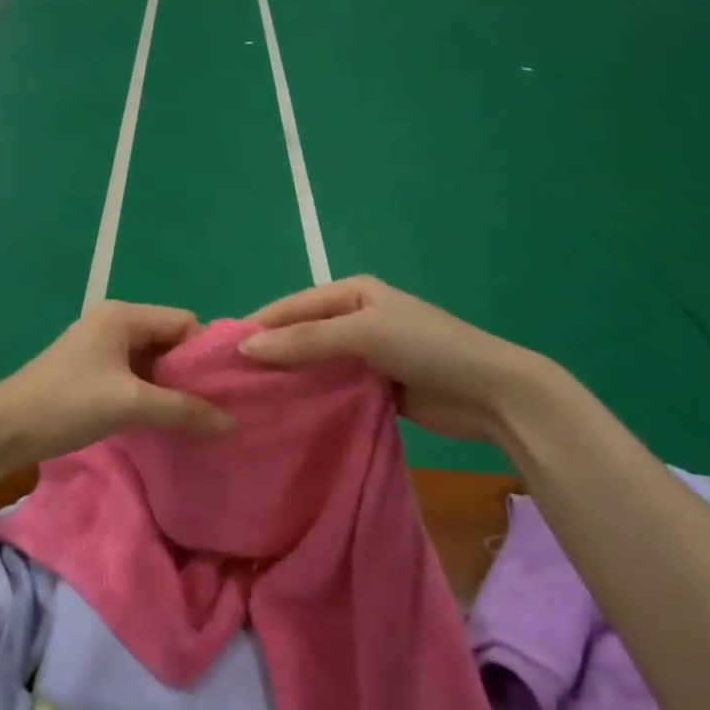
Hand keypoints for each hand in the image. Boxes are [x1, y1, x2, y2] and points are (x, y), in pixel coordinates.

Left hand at [0, 301, 232, 469]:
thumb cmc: (68, 404)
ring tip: (193, 416)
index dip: (204, 353)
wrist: (3, 429)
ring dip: (170, 385)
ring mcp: (100, 346)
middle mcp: (114, 322)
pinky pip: (134, 374)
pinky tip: (162, 418)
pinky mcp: (91, 370)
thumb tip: (230, 422)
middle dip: (190, 371)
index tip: (223, 388)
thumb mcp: (130, 404)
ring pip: (152, 359)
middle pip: (169, 339)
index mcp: (124, 315)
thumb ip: (182, 409)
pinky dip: (150, 392)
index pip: (184, 322)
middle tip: (213, 406)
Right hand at [239, 276, 558, 445]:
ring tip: (246, 403)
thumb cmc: (427, 347)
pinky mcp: (373, 388)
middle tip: (227, 385)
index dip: (257, 328)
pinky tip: (283, 416)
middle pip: (299, 335)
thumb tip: (246, 349)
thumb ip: (305, 341)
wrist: (492, 394)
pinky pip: (331, 389)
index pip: (291, 307)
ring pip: (313, 365)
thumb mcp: (363, 334)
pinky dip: (310, 399)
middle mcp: (353, 319)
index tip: (217, 354)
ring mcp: (364, 355)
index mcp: (350, 293)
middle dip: (268, 356)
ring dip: (287, 380)